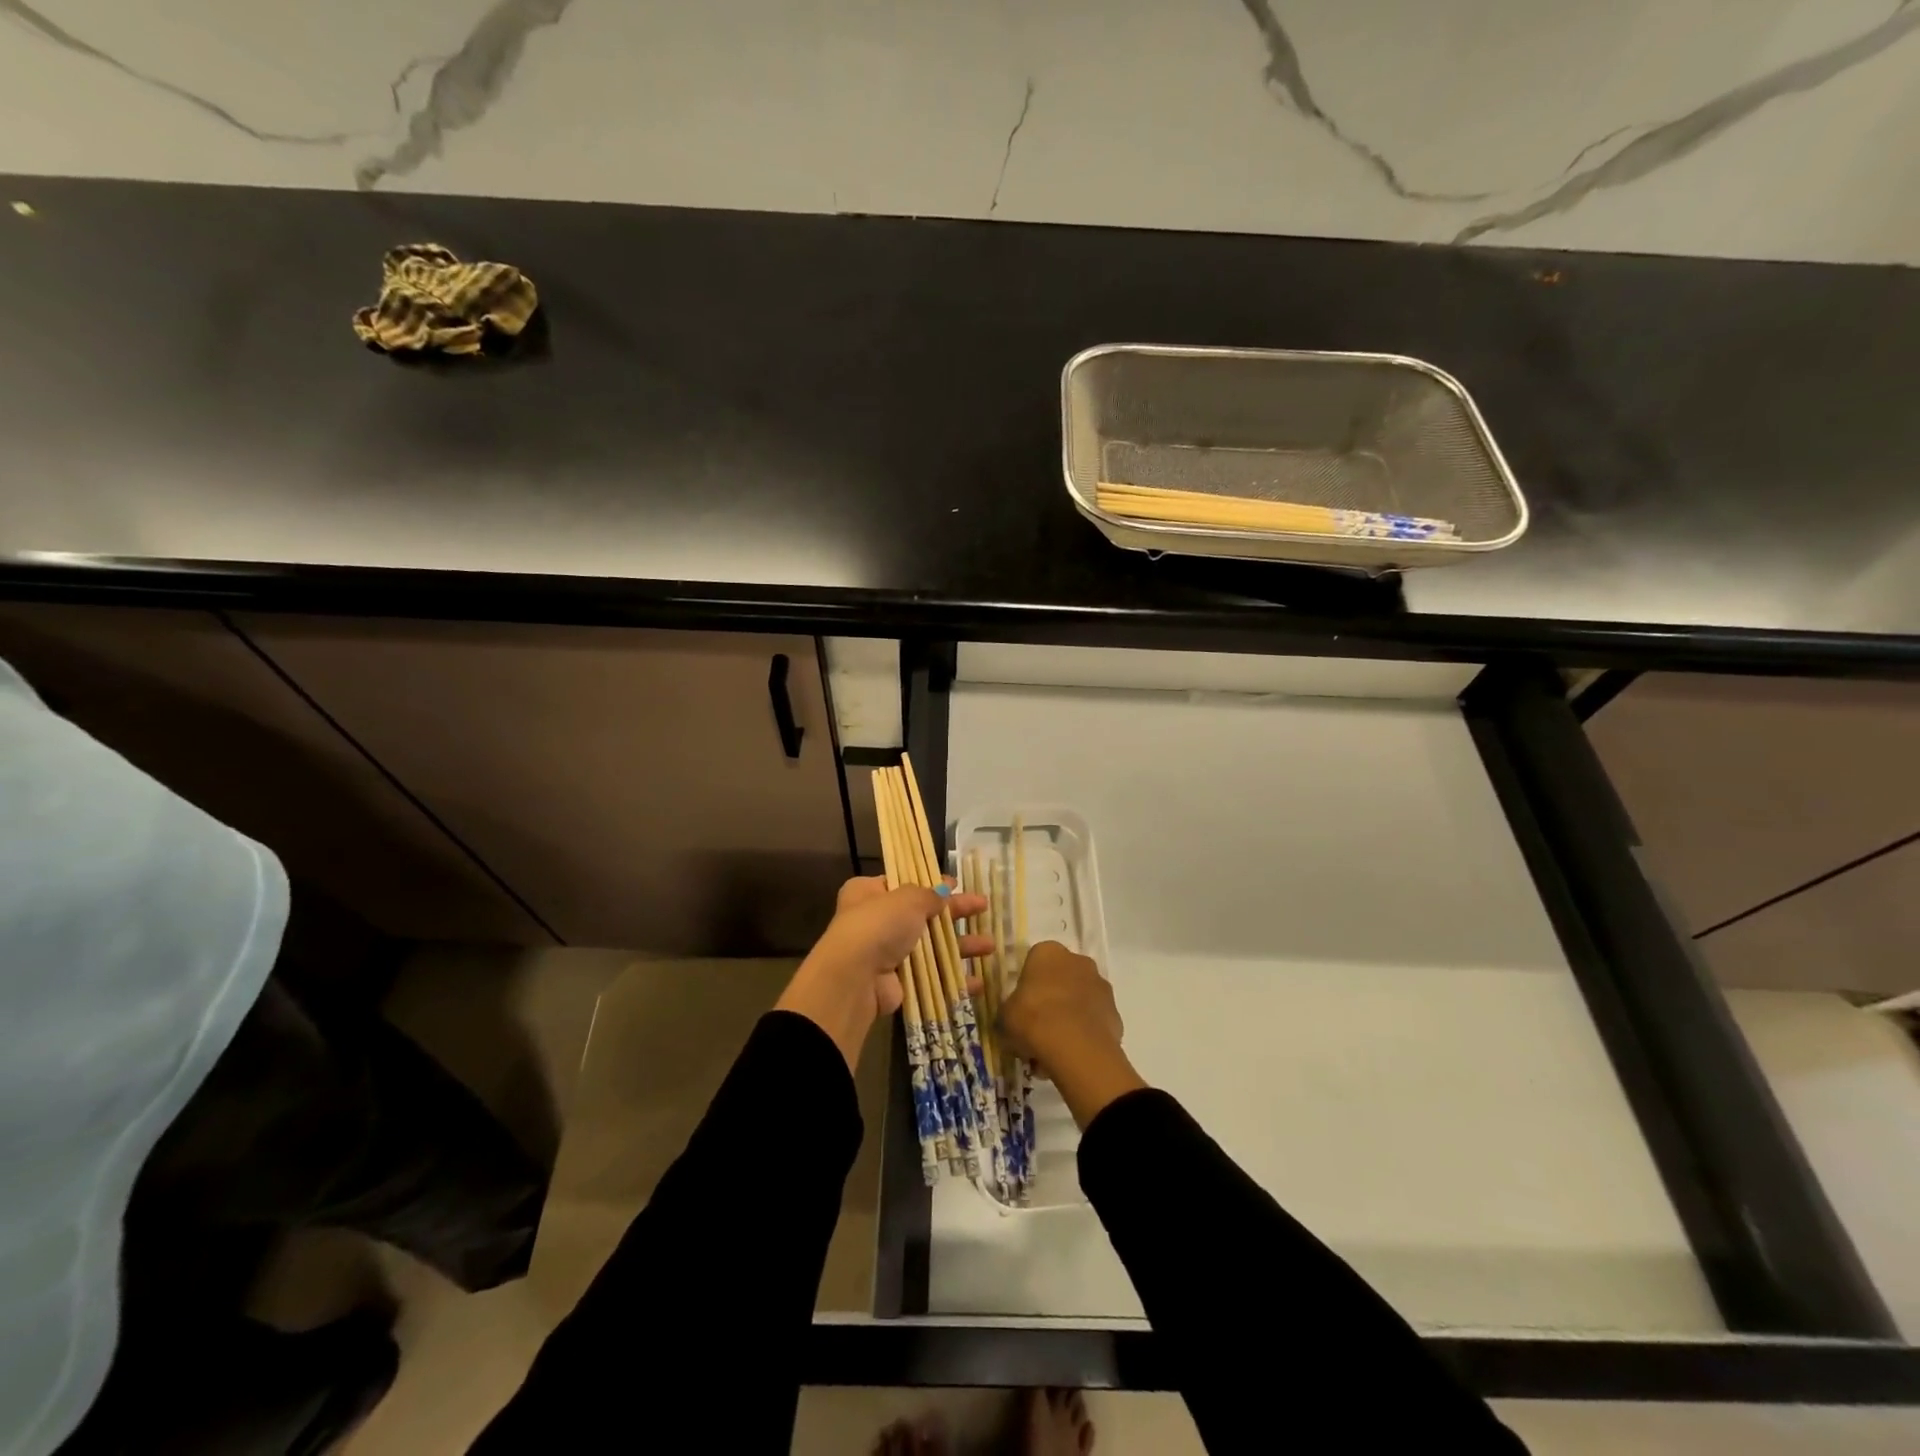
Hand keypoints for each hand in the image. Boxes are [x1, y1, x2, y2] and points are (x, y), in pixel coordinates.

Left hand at [776, 876, 989, 1071]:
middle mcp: (876, 920)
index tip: (958, 883)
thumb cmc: (879, 925)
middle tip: (984, 907)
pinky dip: (953, 978)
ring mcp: (887, 953)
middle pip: (923, 914)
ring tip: (990, 946)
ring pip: (931, 946)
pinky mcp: (897, 982)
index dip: (932, 883)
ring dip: (961, 946)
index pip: (904, 882)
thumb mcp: (908, 899)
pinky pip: (930, 976)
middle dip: (955, 913)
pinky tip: (978, 980)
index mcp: (869, 892)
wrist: (855, 978)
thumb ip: (929, 895)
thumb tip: (945, 889)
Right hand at [999, 941, 1144, 1128]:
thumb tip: (1012, 1017)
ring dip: (1068, 1018)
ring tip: (1053, 1050)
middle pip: (1059, 979)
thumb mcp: (1004, 1017)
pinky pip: (1094, 1021)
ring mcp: (1100, 985)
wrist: (1075, 1048)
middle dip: (1050, 1001)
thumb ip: (1008, 1011)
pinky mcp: (1115, 1012)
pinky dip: (1084, 1034)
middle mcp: (1078, 961)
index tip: (1021, 1008)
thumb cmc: (1032, 1019)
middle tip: (1036, 1030)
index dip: (1026, 986)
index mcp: (1048, 952)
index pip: (1034, 962)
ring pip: (1078, 1000)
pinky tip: (1072, 1055)